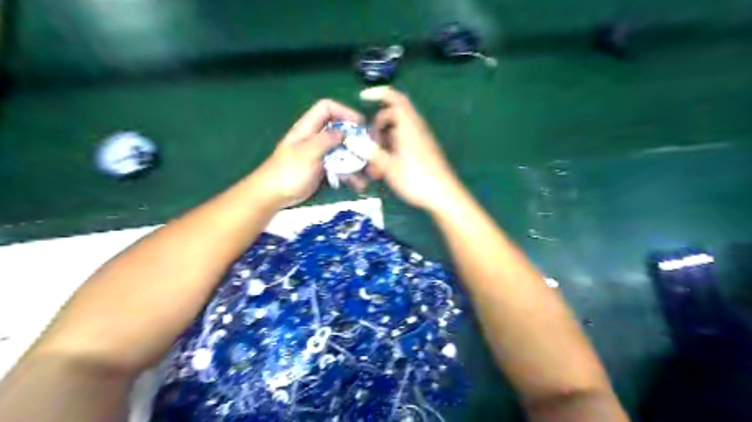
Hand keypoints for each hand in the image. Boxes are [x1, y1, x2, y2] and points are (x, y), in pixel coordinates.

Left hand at [252, 101, 363, 208]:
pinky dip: (350, 174)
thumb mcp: (307, 153)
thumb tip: (344, 132)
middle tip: (369, 150)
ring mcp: (320, 154)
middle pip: (339, 130)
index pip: (326, 108)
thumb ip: (326, 140)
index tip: (360, 124)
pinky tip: (358, 183)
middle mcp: (315, 138)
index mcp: (307, 128)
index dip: (344, 111)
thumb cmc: (287, 172)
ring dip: (356, 160)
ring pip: (343, 151)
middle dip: (355, 139)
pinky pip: (340, 167)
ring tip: (367, 172)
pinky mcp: (323, 169)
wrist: (273, 195)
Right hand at [361, 85, 460, 209]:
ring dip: (383, 143)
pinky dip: (392, 150)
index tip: (363, 98)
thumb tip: (351, 140)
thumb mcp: (389, 166)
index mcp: (409, 126)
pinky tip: (385, 170)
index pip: (395, 98)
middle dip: (377, 126)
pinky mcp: (423, 152)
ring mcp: (421, 140)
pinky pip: (404, 143)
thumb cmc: (416, 179)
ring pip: (397, 132)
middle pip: (393, 116)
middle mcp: (416, 129)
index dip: (379, 93)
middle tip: (369, 144)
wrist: (444, 196)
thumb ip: (371, 152)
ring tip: (374, 165)